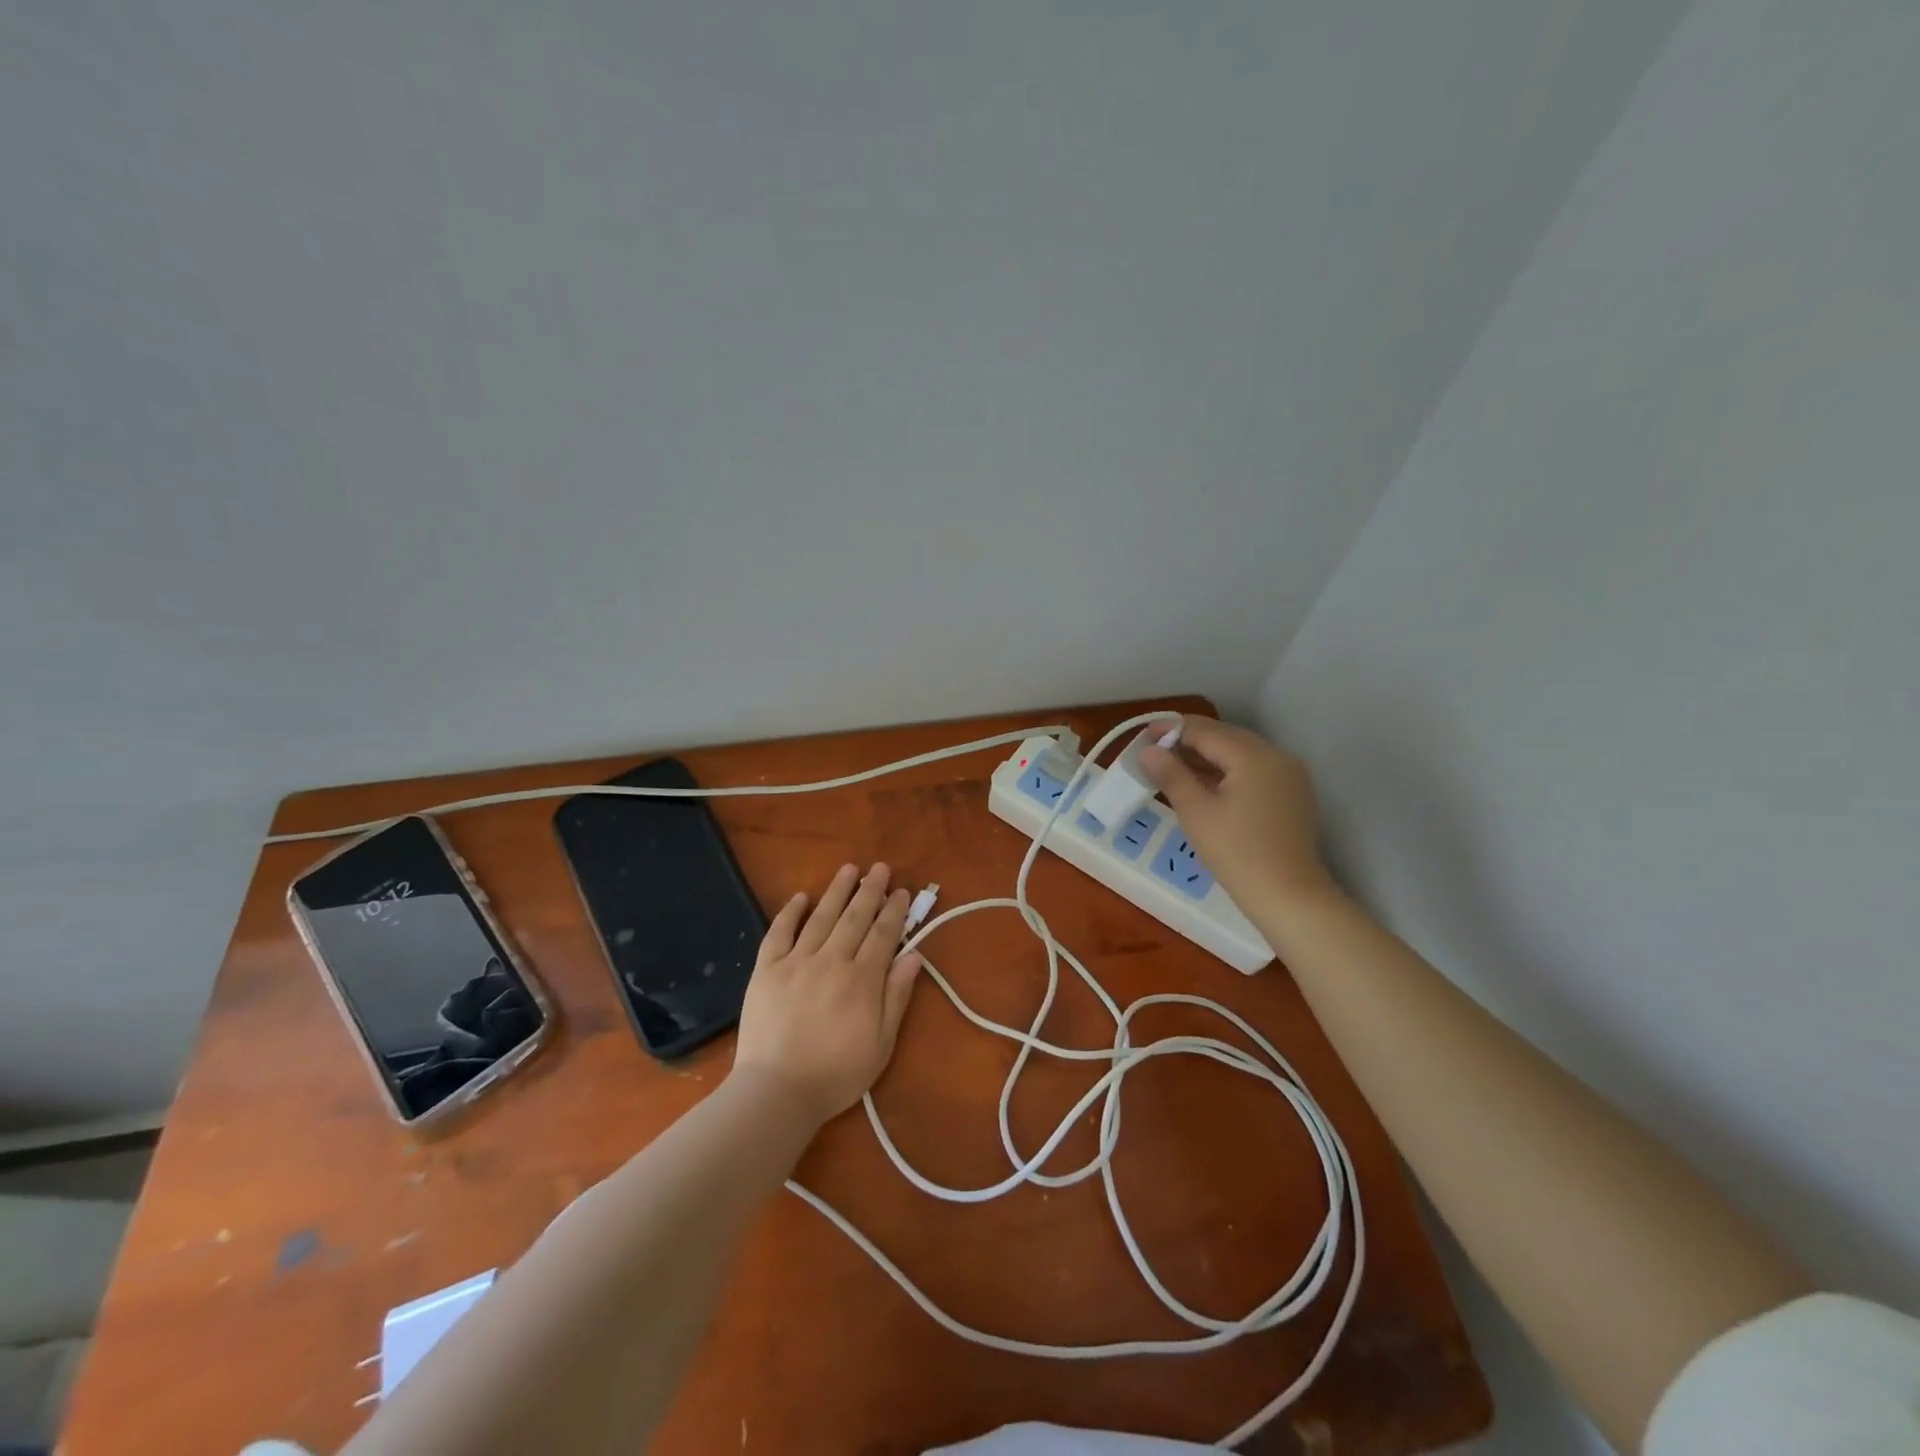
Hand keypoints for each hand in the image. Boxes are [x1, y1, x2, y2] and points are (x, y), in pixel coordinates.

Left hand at [732, 862, 922, 1125]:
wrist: (777, 1091)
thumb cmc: (836, 1074)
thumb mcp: (881, 1043)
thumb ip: (897, 996)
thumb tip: (915, 955)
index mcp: (862, 980)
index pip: (883, 934)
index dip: (894, 911)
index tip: (901, 891)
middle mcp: (831, 961)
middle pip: (855, 918)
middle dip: (870, 890)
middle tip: (880, 868)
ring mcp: (796, 962)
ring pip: (821, 917)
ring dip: (837, 891)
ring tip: (849, 869)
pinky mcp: (766, 969)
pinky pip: (779, 932)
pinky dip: (790, 912)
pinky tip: (800, 897)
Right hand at [1139, 717, 1339, 917]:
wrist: (1289, 898)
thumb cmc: (1237, 853)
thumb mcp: (1196, 812)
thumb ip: (1171, 775)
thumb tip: (1148, 751)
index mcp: (1254, 756)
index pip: (1205, 731)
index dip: (1171, 731)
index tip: (1143, 738)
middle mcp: (1276, 756)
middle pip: (1225, 737)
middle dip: (1188, 741)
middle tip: (1154, 753)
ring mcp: (1288, 776)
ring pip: (1239, 754)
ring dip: (1206, 757)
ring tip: (1172, 768)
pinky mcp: (1291, 795)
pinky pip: (1252, 771)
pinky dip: (1226, 772)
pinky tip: (1203, 785)